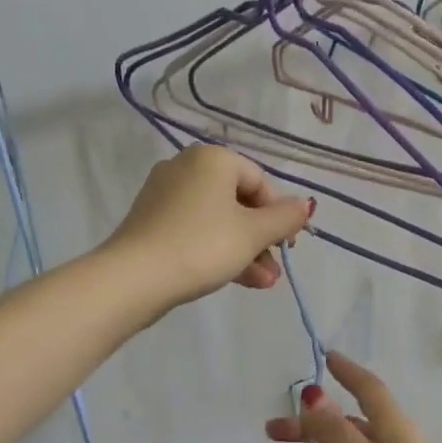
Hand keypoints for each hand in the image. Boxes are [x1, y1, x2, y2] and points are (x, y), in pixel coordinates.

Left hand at [107, 146, 312, 310]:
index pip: (259, 181)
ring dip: (244, 250)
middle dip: (261, 239)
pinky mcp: (151, 221)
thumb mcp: (253, 233)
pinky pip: (195, 230)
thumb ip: (285, 218)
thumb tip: (306, 205)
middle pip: (238, 202)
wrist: (135, 278)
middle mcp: (186, 167)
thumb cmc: (202, 246)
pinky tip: (236, 279)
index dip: (279, 214)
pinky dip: (216, 250)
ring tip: (262, 283)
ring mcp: (164, 194)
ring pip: (217, 220)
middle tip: (276, 269)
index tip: (287, 245)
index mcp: (213, 159)